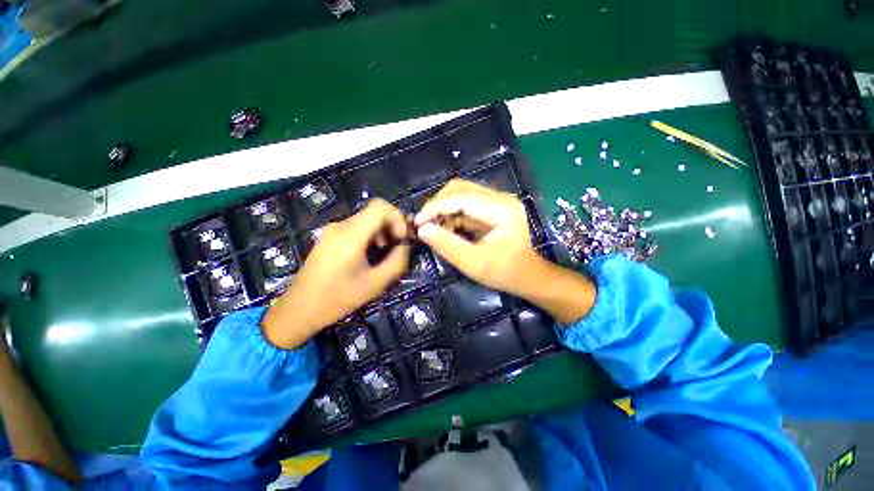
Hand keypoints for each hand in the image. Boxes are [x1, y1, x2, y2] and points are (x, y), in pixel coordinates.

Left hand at [263, 199, 409, 348]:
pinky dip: (369, 236)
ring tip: (383, 254)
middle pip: (374, 212)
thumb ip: (397, 261)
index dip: (397, 218)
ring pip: (366, 219)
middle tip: (395, 248)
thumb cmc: (338, 298)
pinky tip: (368, 255)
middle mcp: (341, 226)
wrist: (299, 309)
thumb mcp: (375, 283)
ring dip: (380, 232)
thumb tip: (405, 245)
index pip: (381, 207)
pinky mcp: (329, 237)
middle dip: (391, 226)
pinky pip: (355, 228)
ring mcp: (332, 230)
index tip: (401, 239)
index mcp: (352, 234)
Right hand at [415, 179, 595, 323]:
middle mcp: (500, 198)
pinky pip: (465, 202)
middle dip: (437, 204)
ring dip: (443, 207)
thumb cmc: (504, 272)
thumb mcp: (473, 263)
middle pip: (459, 188)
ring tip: (434, 227)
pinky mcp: (493, 206)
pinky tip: (447, 228)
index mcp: (501, 209)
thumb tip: (422, 230)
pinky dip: (452, 213)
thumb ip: (447, 245)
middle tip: (424, 223)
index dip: (435, 208)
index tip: (417, 223)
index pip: (460, 198)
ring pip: (460, 192)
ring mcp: (497, 200)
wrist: (527, 275)